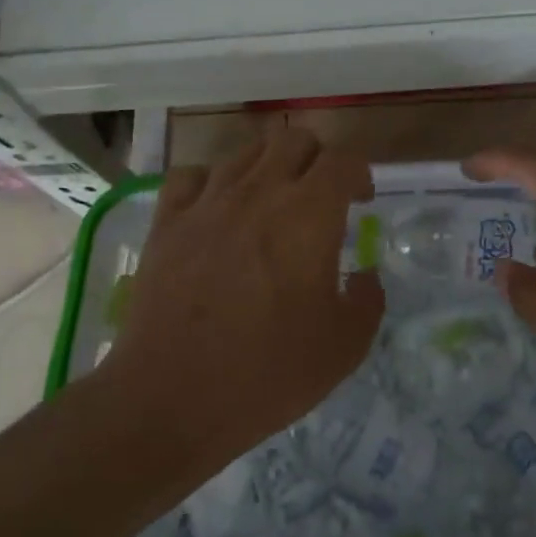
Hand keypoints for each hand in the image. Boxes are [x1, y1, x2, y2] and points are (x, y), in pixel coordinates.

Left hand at [103, 128, 383, 477]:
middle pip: (294, 139)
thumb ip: (368, 301)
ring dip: (269, 167)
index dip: (360, 172)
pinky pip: (191, 175)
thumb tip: (365, 276)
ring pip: (245, 152)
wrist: (172, 397)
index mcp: (309, 215)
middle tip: (321, 196)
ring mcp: (207, 202)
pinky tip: (216, 209)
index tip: (361, 201)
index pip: (343, 160)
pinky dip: (211, 182)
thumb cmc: (268, 372)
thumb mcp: (345, 347)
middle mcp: (259, 192)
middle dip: (317, 159)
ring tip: (271, 202)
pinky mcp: (167, 221)